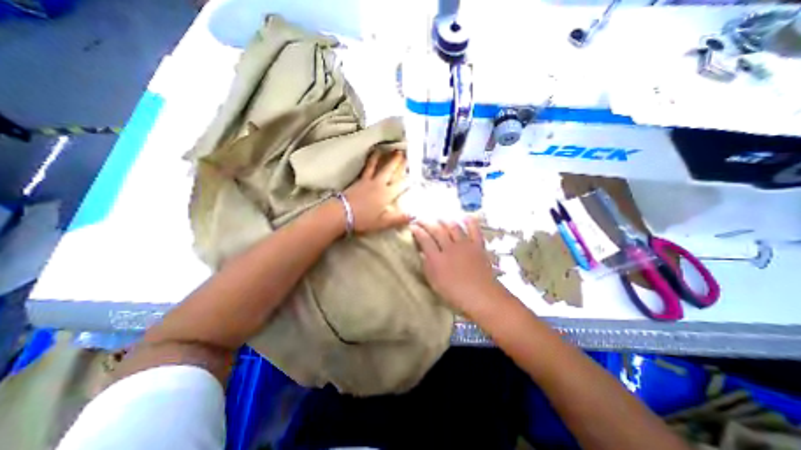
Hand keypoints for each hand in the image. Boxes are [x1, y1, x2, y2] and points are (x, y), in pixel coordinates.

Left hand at [342, 150, 409, 233]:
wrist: (342, 213)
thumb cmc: (363, 219)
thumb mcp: (383, 223)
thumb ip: (399, 219)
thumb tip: (414, 216)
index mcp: (386, 194)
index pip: (400, 185)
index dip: (408, 179)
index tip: (414, 174)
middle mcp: (379, 184)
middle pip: (389, 170)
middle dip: (397, 162)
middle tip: (402, 152)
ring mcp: (368, 181)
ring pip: (377, 166)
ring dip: (383, 157)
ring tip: (387, 149)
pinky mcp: (358, 180)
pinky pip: (366, 168)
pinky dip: (370, 161)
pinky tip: (370, 158)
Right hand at [409, 220, 502, 314]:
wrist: (482, 297)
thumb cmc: (455, 294)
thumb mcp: (435, 283)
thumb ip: (428, 266)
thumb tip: (423, 253)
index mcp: (437, 259)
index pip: (425, 240)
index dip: (418, 231)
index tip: (413, 226)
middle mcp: (450, 248)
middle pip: (437, 230)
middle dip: (427, 222)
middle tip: (421, 219)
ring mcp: (465, 245)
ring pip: (453, 227)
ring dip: (445, 221)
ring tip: (439, 219)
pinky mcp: (478, 246)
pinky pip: (474, 230)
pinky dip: (470, 222)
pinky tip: (465, 217)